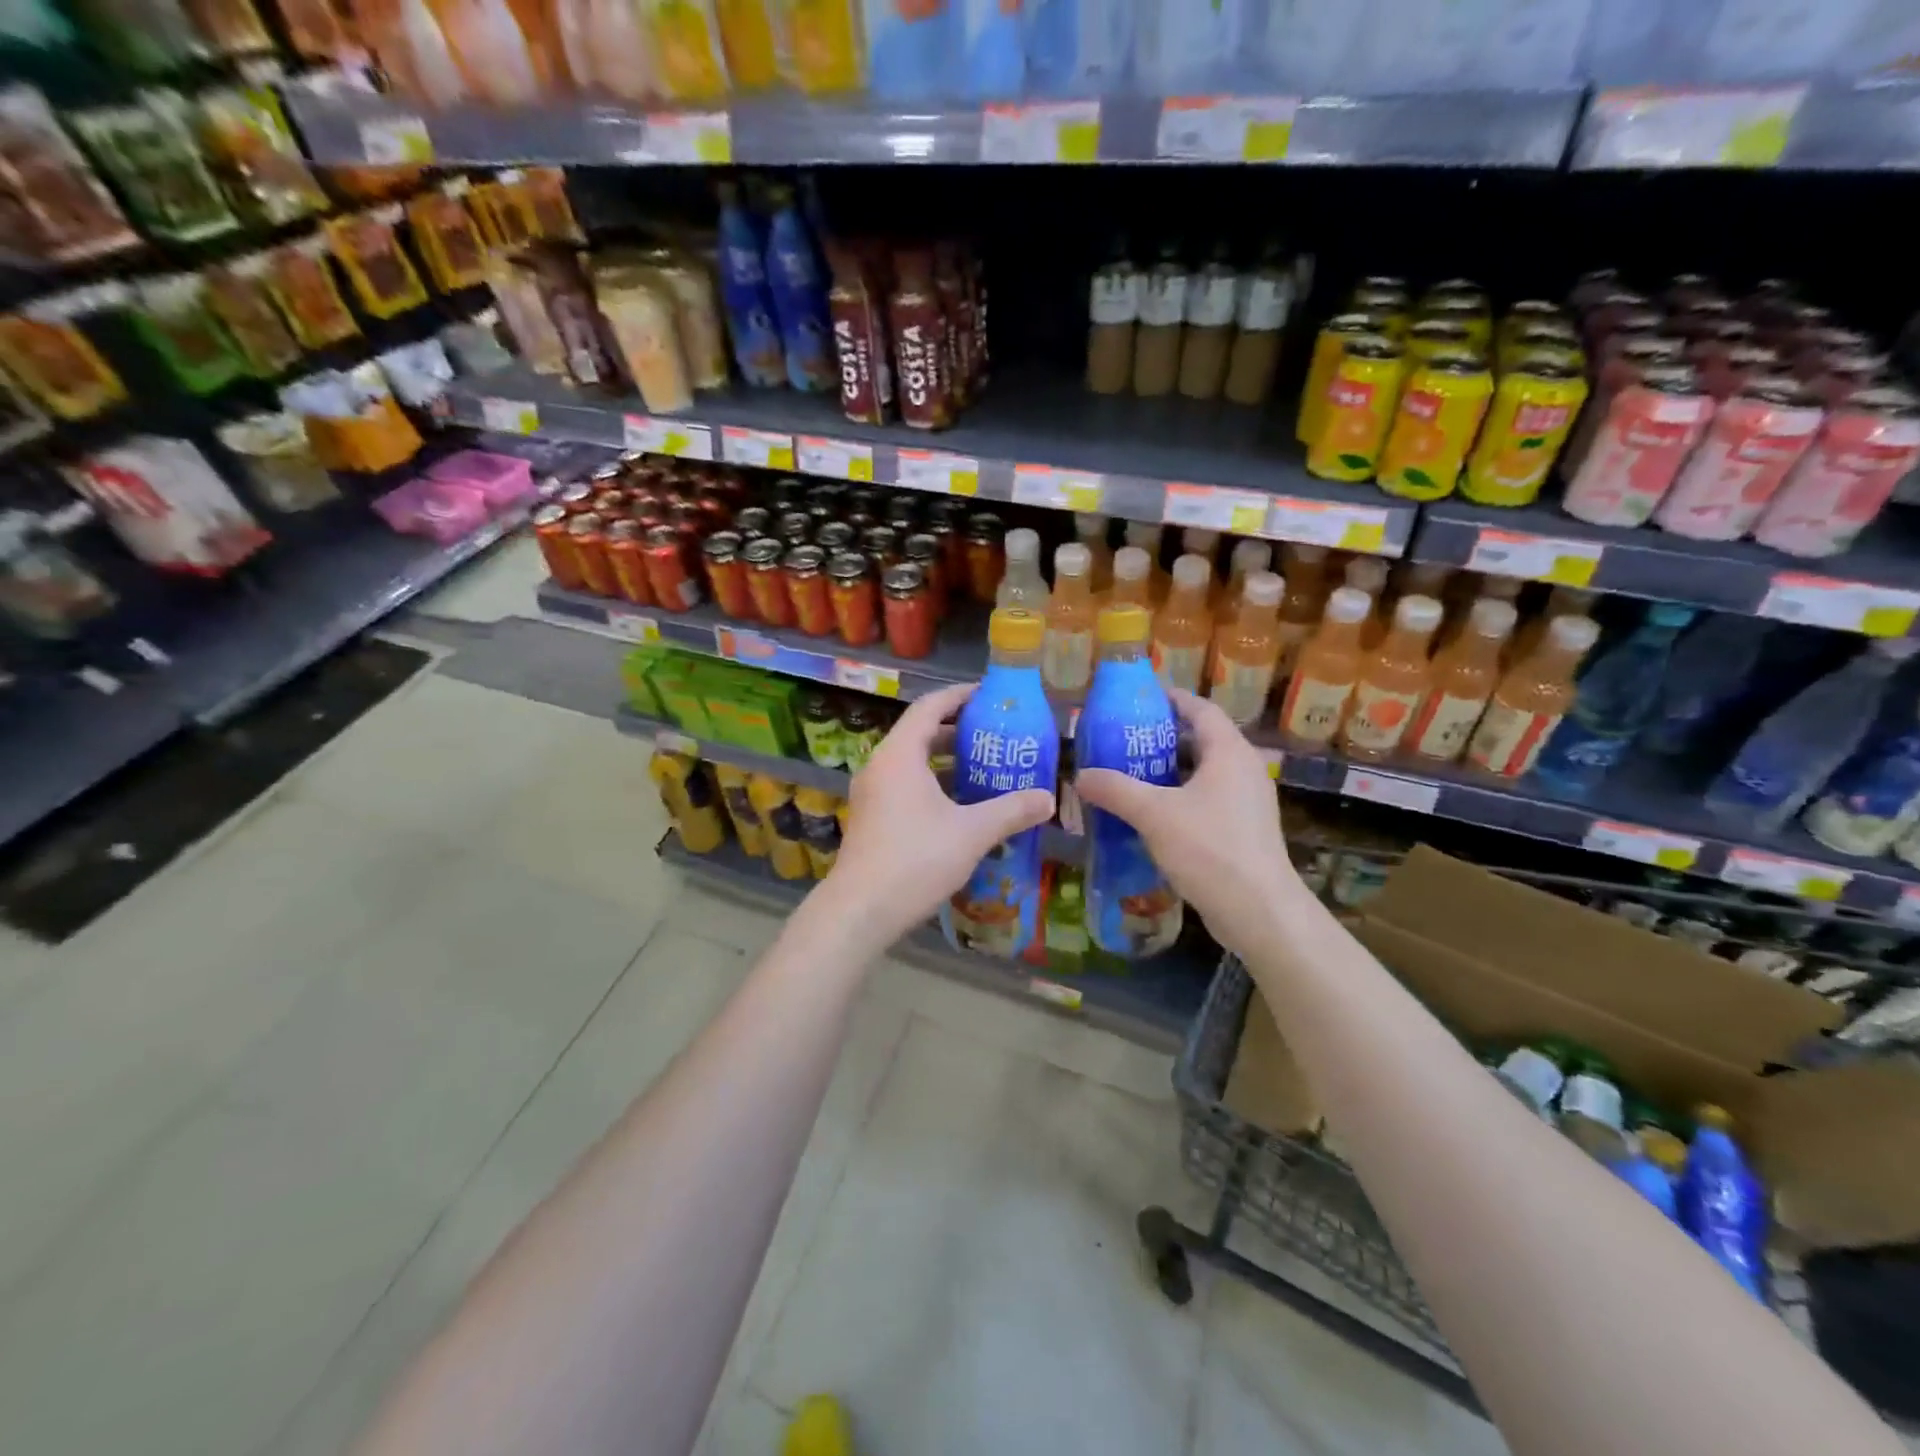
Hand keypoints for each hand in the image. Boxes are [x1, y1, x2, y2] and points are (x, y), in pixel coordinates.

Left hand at [823, 682, 1054, 947]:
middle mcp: (880, 766)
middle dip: (957, 731)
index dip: (959, 697)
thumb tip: (1049, 799)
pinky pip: (904, 786)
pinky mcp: (871, 819)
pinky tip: (960, 807)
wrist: (860, 911)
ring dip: (945, 762)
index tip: (988, 696)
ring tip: (984, 768)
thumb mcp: (972, 833)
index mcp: (899, 755)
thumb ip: (1011, 811)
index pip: (929, 707)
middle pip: (920, 733)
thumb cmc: (915, 860)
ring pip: (912, 764)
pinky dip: (932, 785)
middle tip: (995, 735)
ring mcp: (872, 794)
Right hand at [1073, 689, 1298, 957]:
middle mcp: (1244, 770)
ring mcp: (1247, 803)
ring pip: (1204, 774)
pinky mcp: (1244, 831)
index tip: (1140, 698)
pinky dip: (1180, 799)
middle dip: (1164, 738)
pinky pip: (1208, 801)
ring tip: (1131, 774)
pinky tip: (1151, 815)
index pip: (1201, 710)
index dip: (1172, 699)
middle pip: (1202, 741)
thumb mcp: (1154, 814)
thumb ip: (1115, 790)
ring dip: (1170, 772)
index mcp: (1229, 753)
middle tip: (1124, 739)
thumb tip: (1080, 774)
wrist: (1258, 911)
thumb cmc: (1209, 849)